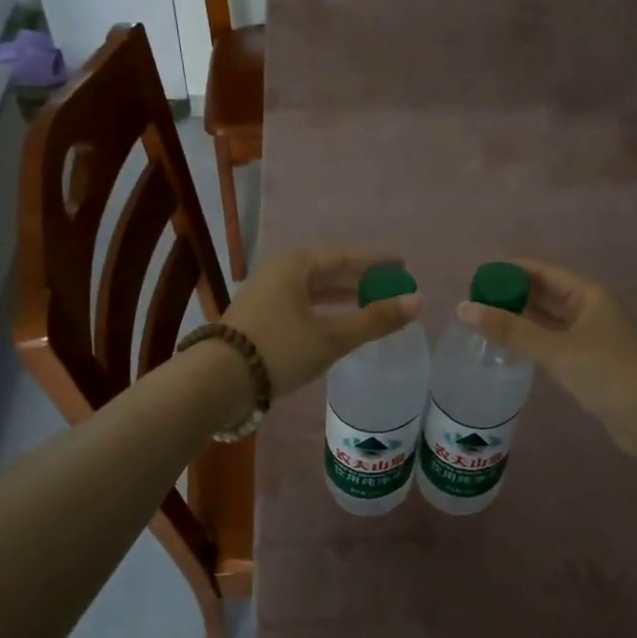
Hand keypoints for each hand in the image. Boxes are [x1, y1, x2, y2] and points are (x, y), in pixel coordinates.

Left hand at [222, 248, 421, 399]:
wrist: (217, 381)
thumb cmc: (278, 350)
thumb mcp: (332, 337)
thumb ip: (375, 320)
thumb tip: (419, 300)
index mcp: (296, 266)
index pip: (345, 256)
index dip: (376, 261)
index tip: (402, 264)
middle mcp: (279, 272)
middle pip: (328, 270)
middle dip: (359, 277)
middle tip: (389, 284)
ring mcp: (266, 295)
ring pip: (312, 289)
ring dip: (341, 295)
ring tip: (368, 302)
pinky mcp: (259, 317)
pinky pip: (300, 304)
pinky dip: (323, 310)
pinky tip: (335, 324)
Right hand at [456, 259, 636, 463]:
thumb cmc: (608, 373)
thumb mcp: (556, 349)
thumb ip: (510, 330)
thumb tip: (464, 308)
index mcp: (589, 296)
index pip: (545, 272)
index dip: (513, 271)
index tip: (480, 275)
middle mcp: (590, 311)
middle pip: (546, 295)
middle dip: (513, 295)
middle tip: (475, 301)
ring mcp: (590, 338)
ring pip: (548, 321)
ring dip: (520, 320)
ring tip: (484, 322)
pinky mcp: (587, 364)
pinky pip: (552, 344)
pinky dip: (530, 342)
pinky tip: (508, 348)